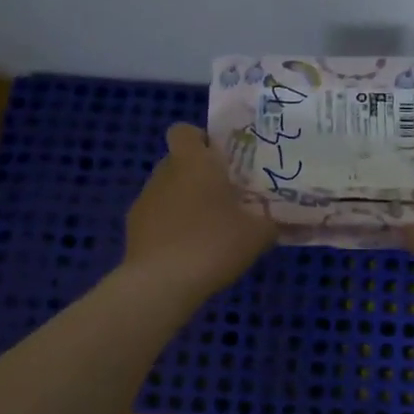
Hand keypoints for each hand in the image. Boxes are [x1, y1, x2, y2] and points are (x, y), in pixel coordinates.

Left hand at [122, 124, 276, 304]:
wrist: (162, 283)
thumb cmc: (214, 244)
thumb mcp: (258, 234)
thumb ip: (272, 222)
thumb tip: (279, 221)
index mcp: (194, 162)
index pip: (184, 131)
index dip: (200, 140)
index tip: (221, 160)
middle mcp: (165, 173)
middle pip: (179, 162)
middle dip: (199, 176)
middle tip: (226, 198)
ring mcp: (145, 200)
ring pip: (168, 190)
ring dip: (186, 203)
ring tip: (208, 231)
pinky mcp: (134, 228)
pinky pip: (158, 217)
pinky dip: (171, 227)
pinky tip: (188, 252)